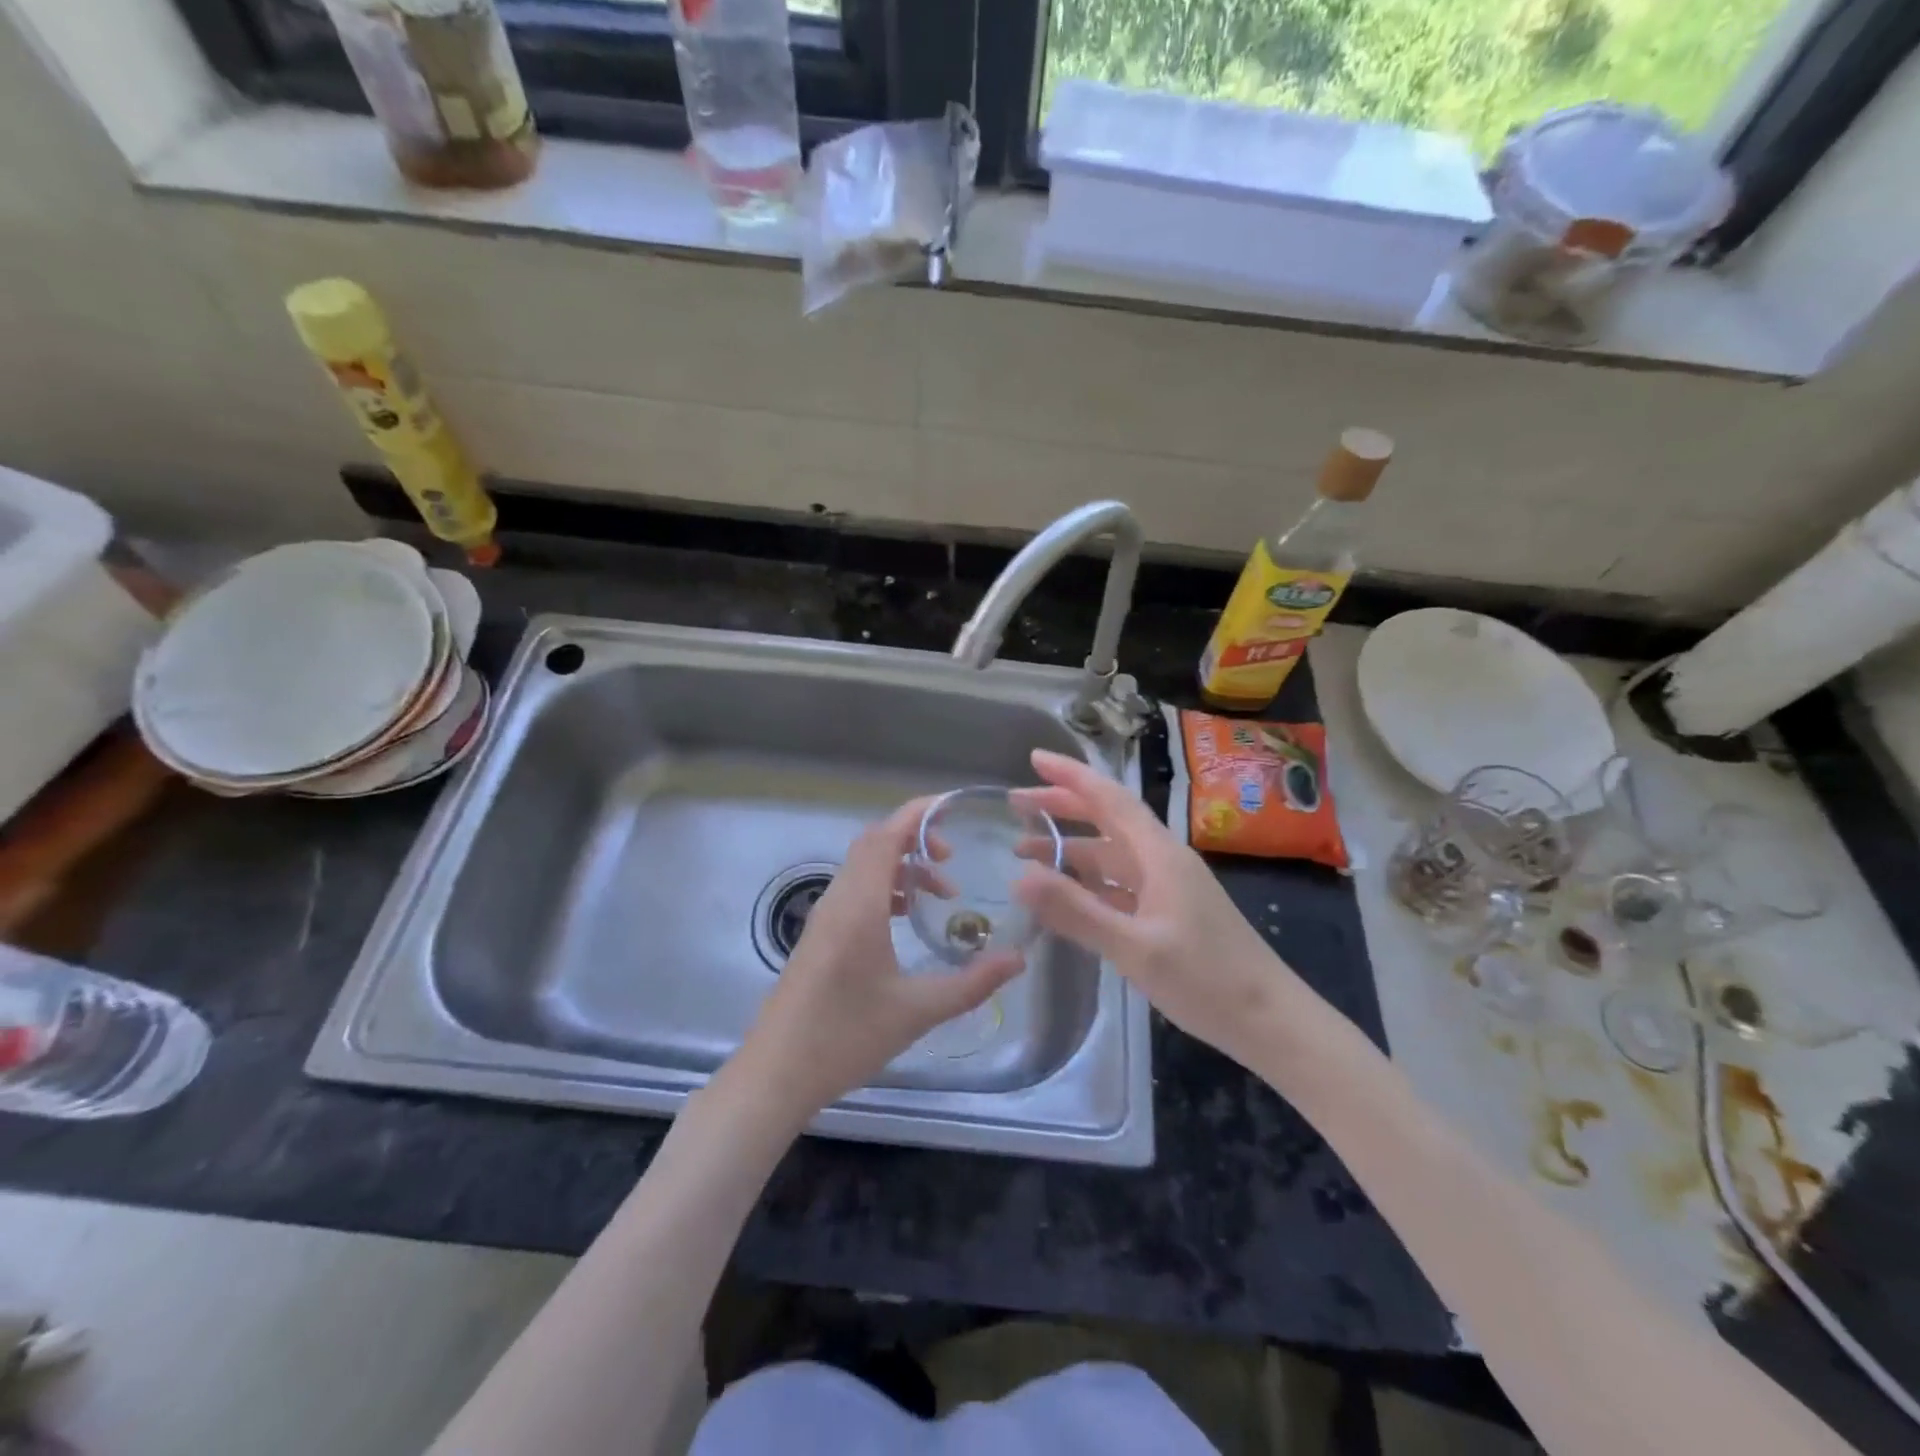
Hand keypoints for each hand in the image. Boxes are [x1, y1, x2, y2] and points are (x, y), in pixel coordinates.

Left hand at [737, 797, 1025, 1119]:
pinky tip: (907, 918)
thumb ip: (972, 983)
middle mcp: (838, 899)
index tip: (954, 807)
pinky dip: (884, 887)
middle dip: (915, 838)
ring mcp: (824, 916)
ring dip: (900, 866)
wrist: (776, 1073)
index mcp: (859, 904)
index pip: (886, 835)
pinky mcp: (819, 935)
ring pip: (863, 867)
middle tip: (953, 858)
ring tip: (940, 892)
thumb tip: (1018, 959)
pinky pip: (855, 889)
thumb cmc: (846, 1036)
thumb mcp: (917, 1011)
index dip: (918, 814)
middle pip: (874, 843)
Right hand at [1012, 749, 1319, 1069]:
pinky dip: (1087, 882)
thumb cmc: (1207, 980)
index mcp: (1158, 854)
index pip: (1109, 799)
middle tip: (1016, 804)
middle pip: (1106, 820)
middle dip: (1061, 807)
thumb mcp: (1134, 948)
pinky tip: (1064, 894)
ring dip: (1070, 848)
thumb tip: (1018, 878)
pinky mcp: (1167, 914)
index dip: (1071, 776)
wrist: (1270, 1022)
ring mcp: (1166, 888)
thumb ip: (1076, 912)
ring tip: (1024, 851)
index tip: (1034, 759)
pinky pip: (1118, 884)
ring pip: (1110, 854)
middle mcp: (1162, 860)